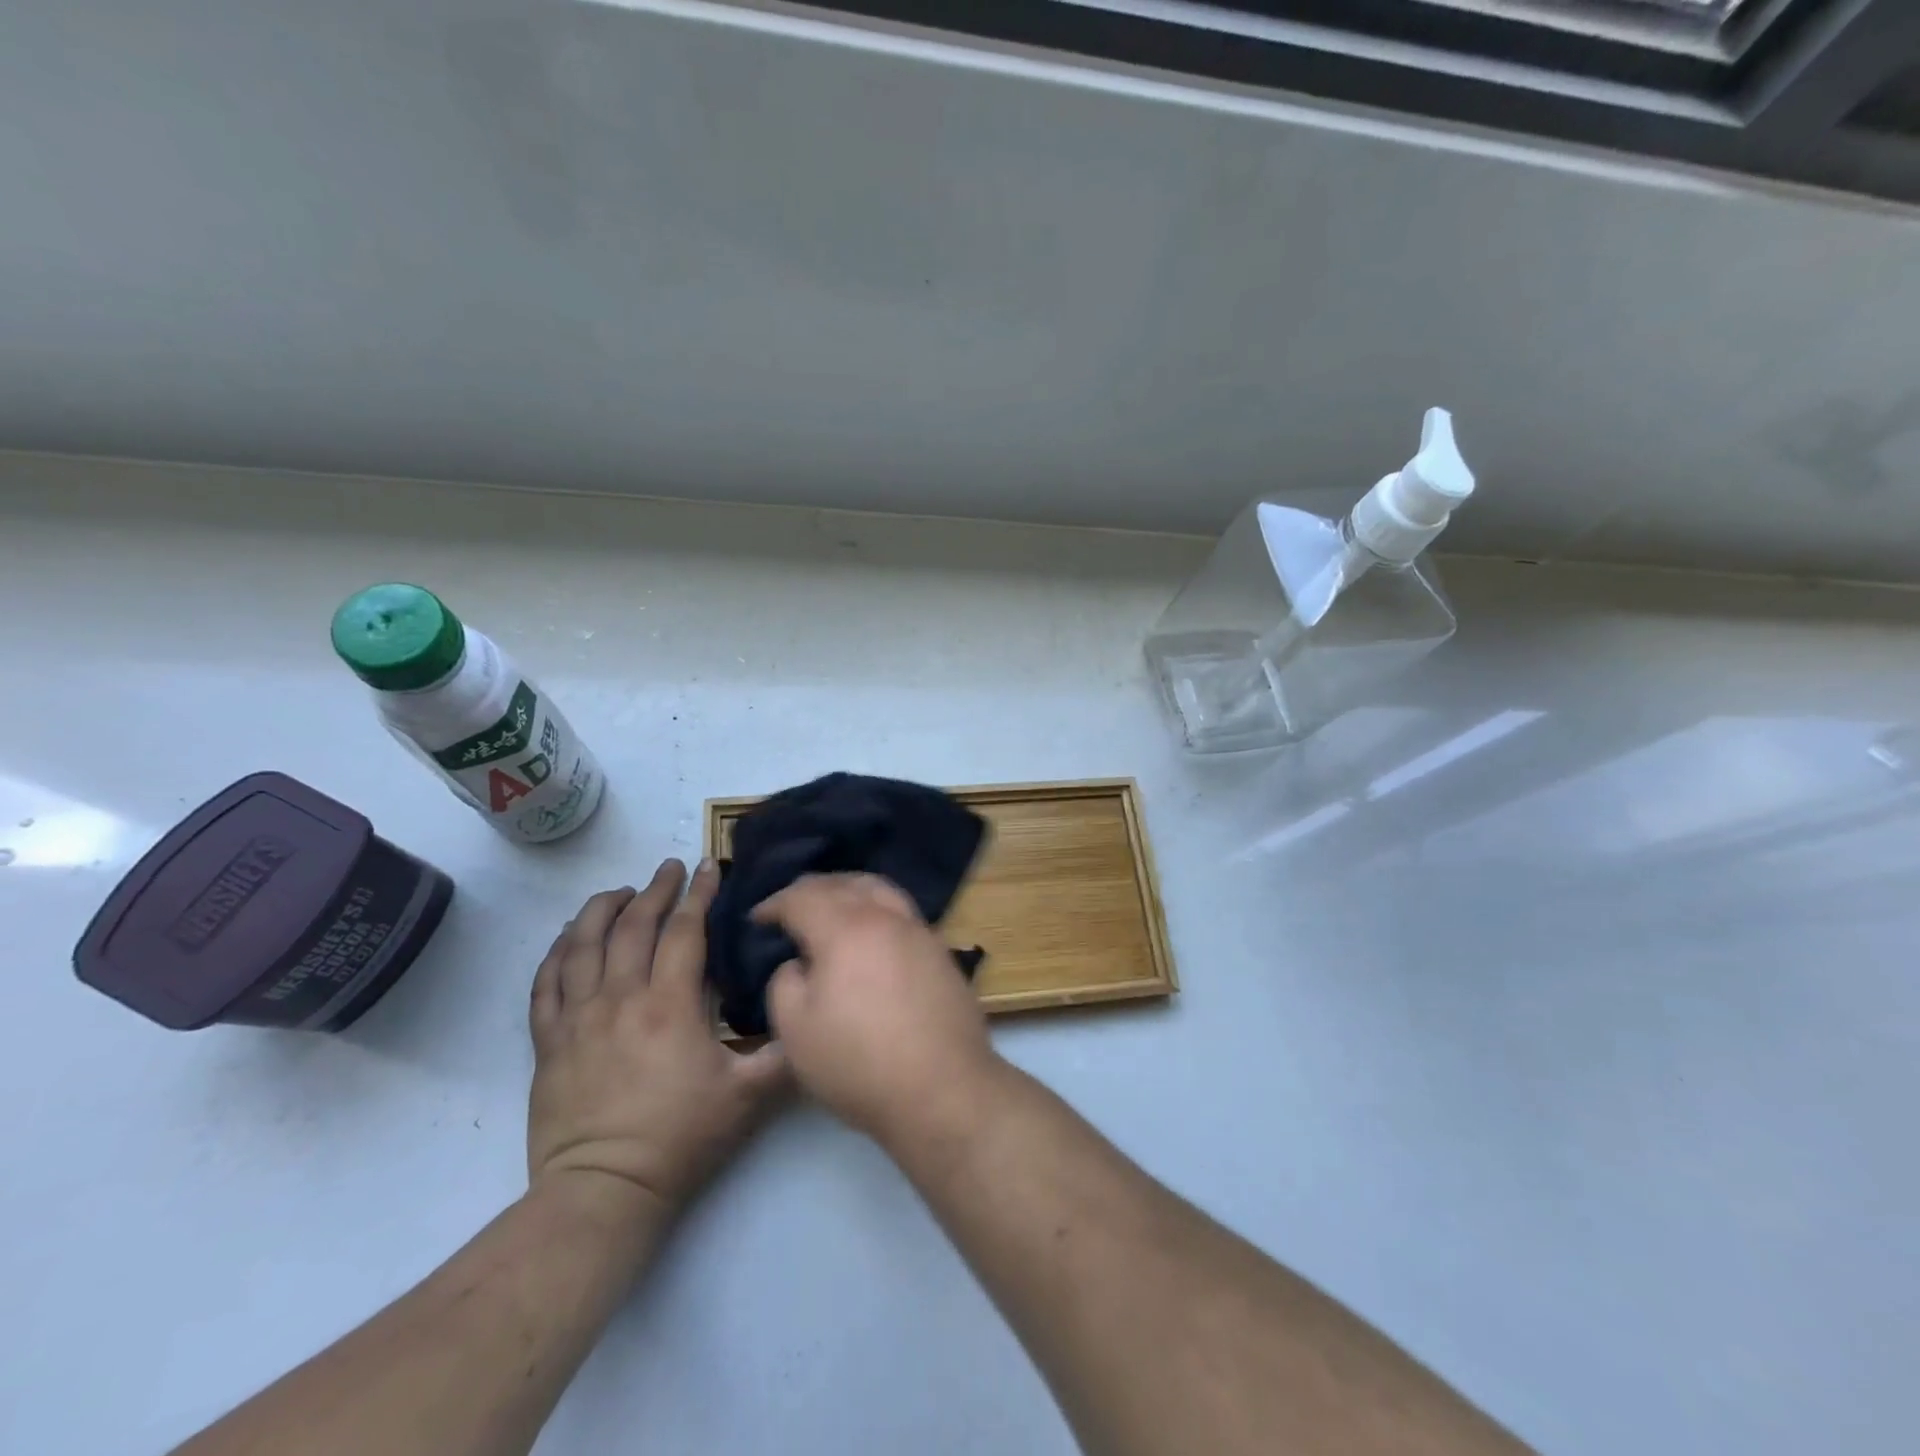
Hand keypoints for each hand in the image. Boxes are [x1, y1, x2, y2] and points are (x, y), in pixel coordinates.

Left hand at [527, 859, 788, 1218]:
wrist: (604, 1192)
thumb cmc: (680, 1138)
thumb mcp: (749, 1096)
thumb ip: (785, 1052)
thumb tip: (812, 1013)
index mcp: (669, 1005)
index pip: (684, 931)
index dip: (699, 894)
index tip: (708, 866)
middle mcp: (620, 998)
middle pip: (633, 926)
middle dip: (654, 890)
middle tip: (668, 867)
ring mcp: (577, 1018)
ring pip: (582, 945)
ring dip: (601, 909)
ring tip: (618, 891)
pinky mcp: (548, 1042)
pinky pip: (546, 983)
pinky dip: (557, 952)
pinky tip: (568, 939)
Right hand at [757, 874, 996, 1143]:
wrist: (943, 1089)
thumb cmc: (859, 1063)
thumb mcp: (796, 1031)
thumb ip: (785, 983)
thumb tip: (799, 963)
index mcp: (845, 927)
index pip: (802, 897)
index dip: (774, 904)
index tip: (757, 919)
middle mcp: (885, 916)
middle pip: (845, 883)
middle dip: (812, 889)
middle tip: (791, 906)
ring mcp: (920, 930)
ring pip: (880, 890)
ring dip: (850, 890)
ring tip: (833, 906)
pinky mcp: (941, 951)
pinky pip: (902, 913)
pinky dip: (878, 909)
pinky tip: (872, 933)